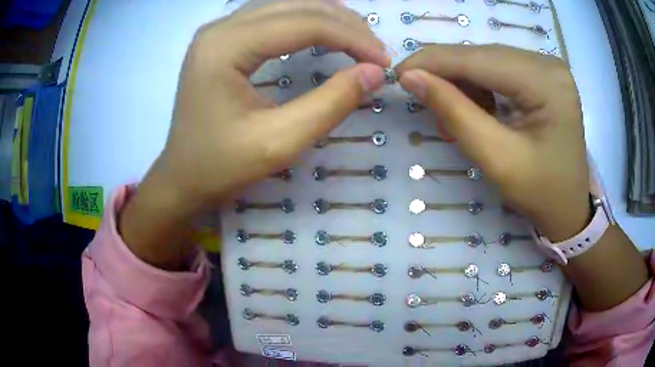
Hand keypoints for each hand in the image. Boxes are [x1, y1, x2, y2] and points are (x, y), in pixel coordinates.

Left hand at [119, 0, 388, 268]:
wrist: (181, 178)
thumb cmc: (221, 167)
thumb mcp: (279, 143)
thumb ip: (331, 103)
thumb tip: (375, 72)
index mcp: (225, 47)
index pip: (303, 24)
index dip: (351, 38)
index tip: (384, 61)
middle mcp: (219, 29)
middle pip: (295, 6)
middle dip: (344, 23)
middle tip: (375, 50)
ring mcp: (217, 32)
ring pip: (284, 5)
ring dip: (327, 17)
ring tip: (358, 38)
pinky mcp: (221, 40)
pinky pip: (271, 15)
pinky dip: (305, 20)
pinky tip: (324, 31)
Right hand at [396, 45, 590, 240]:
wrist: (569, 207)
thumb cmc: (540, 192)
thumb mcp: (497, 159)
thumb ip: (454, 113)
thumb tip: (411, 77)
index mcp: (546, 82)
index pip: (479, 59)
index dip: (434, 62)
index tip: (398, 73)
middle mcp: (548, 64)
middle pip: (483, 56)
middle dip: (447, 74)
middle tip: (421, 99)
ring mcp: (546, 67)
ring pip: (488, 61)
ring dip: (463, 84)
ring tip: (451, 117)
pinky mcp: (542, 75)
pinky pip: (499, 70)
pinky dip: (479, 88)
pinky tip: (475, 112)